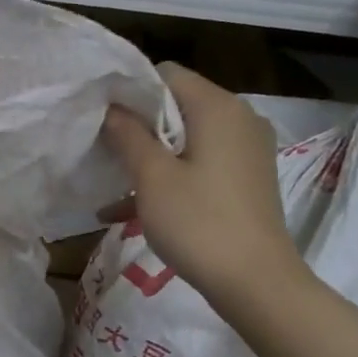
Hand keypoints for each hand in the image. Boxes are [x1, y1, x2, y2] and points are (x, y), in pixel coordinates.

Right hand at [101, 63, 306, 315]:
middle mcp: (239, 119)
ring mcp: (246, 151)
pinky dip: (170, 178)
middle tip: (103, 151)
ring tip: (111, 183)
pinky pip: (200, 165)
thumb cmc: (199, 223)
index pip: (167, 74)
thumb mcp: (152, 178)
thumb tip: (111, 108)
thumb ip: (128, 135)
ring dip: (149, 156)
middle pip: (178, 105)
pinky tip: (130, 210)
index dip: (130, 90)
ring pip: (186, 139)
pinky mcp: (246, 180)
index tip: (102, 118)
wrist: (256, 282)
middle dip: (137, 126)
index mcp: (218, 107)